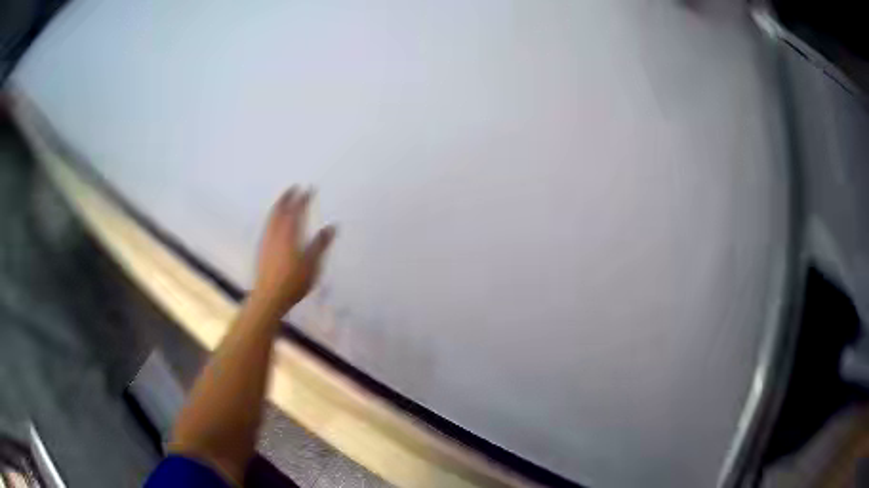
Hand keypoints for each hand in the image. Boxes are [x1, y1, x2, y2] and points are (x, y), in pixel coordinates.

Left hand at [251, 186, 335, 317]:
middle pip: (280, 210)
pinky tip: (274, 224)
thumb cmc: (293, 281)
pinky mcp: (262, 250)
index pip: (296, 210)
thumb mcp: (312, 264)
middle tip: (292, 188)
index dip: (303, 199)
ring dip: (278, 206)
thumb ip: (320, 244)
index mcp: (289, 233)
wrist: (269, 297)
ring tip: (283, 201)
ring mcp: (267, 241)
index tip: (309, 189)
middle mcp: (276, 233)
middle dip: (286, 198)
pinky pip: (267, 226)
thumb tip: (331, 227)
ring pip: (271, 218)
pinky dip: (272, 218)